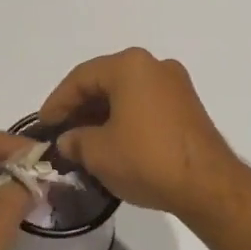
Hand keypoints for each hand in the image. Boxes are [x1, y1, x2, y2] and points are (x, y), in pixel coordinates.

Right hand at [40, 49, 243, 219]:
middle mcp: (154, 65)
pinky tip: (113, 142)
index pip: (81, 78)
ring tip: (83, 141)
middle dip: (80, 107)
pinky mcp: (188, 106)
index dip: (57, 102)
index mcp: (130, 66)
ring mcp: (175, 84)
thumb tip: (69, 141)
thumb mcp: (99, 152)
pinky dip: (125, 118)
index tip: (43, 125)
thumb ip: (75, 141)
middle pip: (106, 81)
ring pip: (127, 93)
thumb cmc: (146, 158)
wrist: (207, 183)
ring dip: (103, 114)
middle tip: (61, 132)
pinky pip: (146, 104)